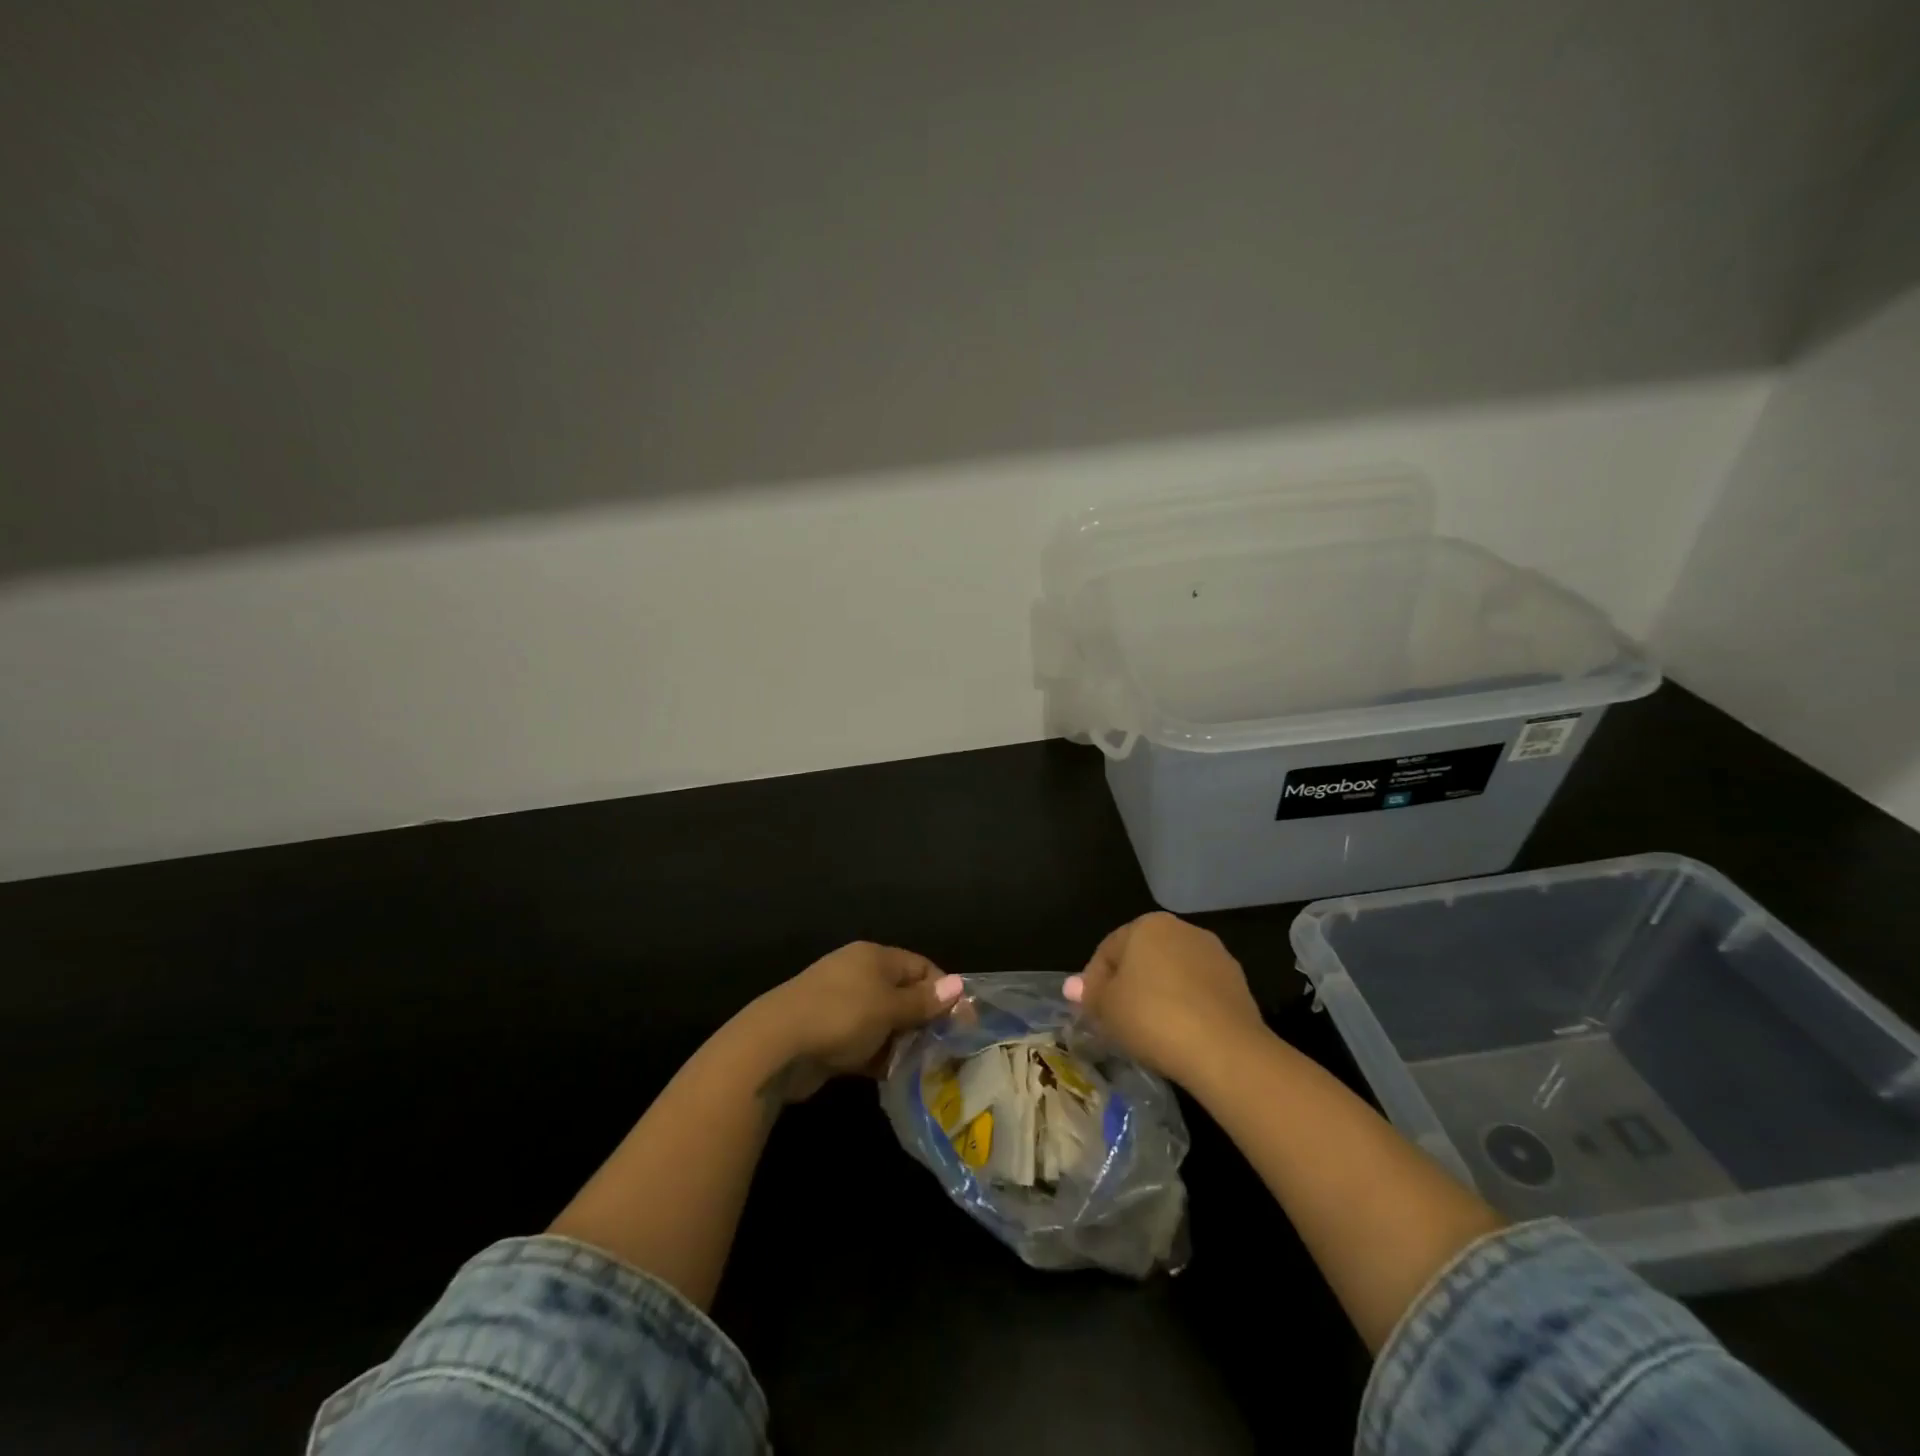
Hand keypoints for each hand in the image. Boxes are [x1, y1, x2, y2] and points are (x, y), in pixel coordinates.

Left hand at [744, 942, 961, 1100]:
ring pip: (885, 1021)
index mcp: (874, 957)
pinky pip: (866, 1042)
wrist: (776, 1046)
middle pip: (903, 993)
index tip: (963, 1021)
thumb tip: (959, 985)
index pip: (920, 966)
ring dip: (903, 1042)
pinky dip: (880, 1056)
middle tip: (948, 1048)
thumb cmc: (841, 1015)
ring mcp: (841, 1005)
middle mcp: (858, 974)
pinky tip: (896, 1077)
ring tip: (926, 1066)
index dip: (943, 991)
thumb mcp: (889, 1007)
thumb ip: (924, 1001)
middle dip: (925, 1019)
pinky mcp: (829, 1035)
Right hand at [1064, 912, 1264, 1086]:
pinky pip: (1199, 993)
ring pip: (1173, 975)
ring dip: (1158, 996)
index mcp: (1148, 925)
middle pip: (1143, 958)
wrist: (1225, 1049)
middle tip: (1116, 1021)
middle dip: (1127, 986)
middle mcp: (1183, 930)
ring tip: (1148, 1032)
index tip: (1090, 1013)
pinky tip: (1179, 1036)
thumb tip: (1071, 986)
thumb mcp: (1107, 1008)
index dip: (1094, 982)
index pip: (1108, 950)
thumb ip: (1090, 993)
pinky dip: (1185, 1008)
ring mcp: (1215, 956)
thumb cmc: (1153, 1017)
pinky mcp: (1238, 985)